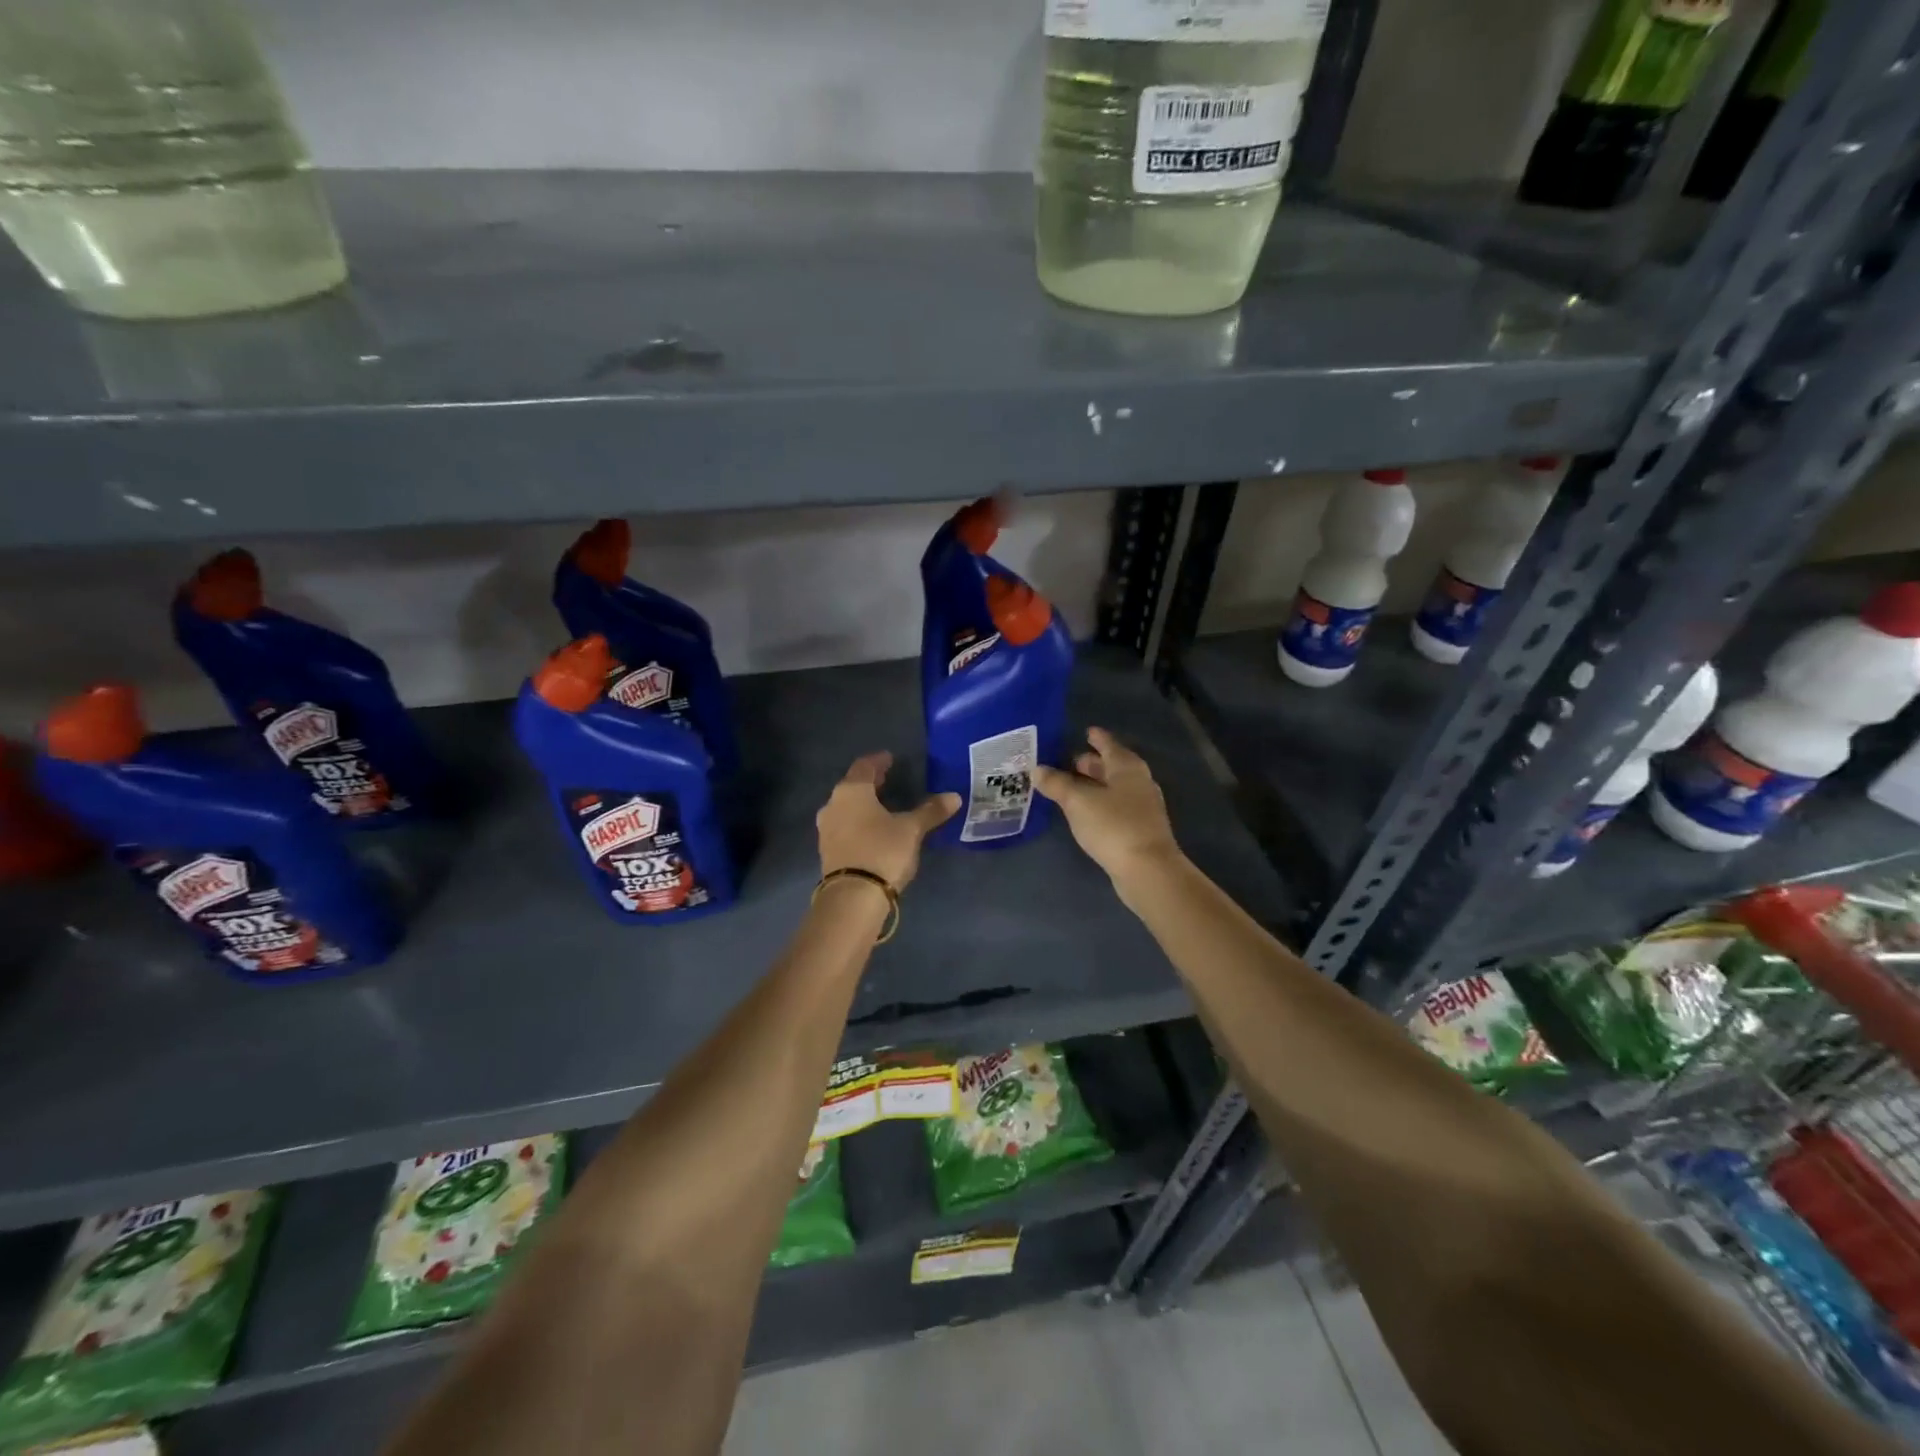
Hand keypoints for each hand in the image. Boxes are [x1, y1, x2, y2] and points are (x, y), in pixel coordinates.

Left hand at [816, 752, 959, 889]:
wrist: (852, 898)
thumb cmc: (882, 851)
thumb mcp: (911, 829)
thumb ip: (930, 811)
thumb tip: (954, 797)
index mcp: (851, 791)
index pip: (864, 766)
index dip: (878, 761)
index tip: (890, 758)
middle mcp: (833, 805)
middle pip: (852, 786)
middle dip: (870, 782)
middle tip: (887, 779)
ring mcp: (826, 829)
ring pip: (846, 807)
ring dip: (862, 804)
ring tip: (882, 806)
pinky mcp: (827, 851)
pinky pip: (844, 827)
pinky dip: (858, 822)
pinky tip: (872, 830)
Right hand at [1032, 728, 1181, 887]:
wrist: (1147, 869)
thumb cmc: (1113, 825)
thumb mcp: (1077, 801)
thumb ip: (1056, 783)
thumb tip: (1037, 769)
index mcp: (1126, 767)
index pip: (1109, 744)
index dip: (1096, 737)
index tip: (1086, 731)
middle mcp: (1138, 782)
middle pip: (1113, 766)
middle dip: (1092, 763)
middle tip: (1070, 761)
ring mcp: (1142, 806)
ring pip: (1115, 787)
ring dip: (1096, 785)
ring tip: (1073, 786)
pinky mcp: (1140, 829)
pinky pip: (1116, 807)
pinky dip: (1101, 803)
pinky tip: (1086, 812)